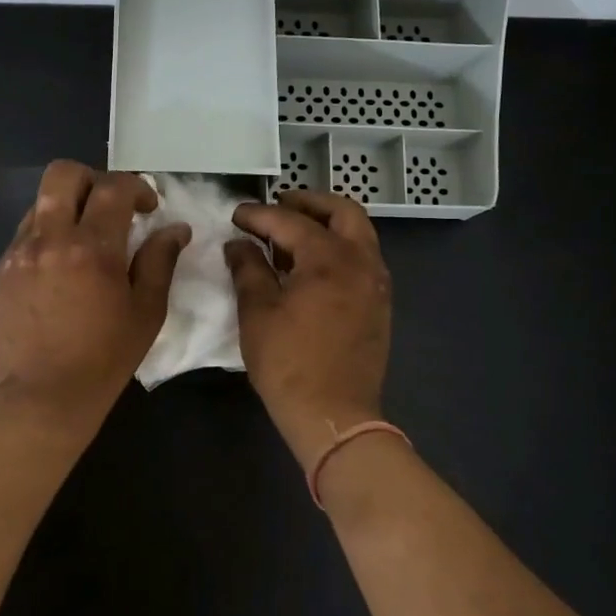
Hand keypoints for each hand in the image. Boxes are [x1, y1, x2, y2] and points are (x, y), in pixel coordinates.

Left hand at [0, 161, 188, 427]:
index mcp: (91, 248)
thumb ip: (160, 261)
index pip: (113, 188)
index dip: (136, 188)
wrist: (43, 397)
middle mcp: (49, 239)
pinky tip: (57, 277)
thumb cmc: (105, 357)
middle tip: (109, 208)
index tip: (147, 208)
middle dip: (91, 179)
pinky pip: (22, 240)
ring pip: (39, 205)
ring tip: (81, 246)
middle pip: (63, 175)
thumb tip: (175, 228)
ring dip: (65, 211)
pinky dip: (45, 242)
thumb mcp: (146, 311)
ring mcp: (17, 255)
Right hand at [225, 189, 391, 472]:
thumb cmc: (289, 363)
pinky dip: (340, 248)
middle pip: (343, 212)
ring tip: (293, 235)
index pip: (291, 222)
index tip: (236, 215)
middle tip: (279, 204)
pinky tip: (312, 266)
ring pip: (359, 234)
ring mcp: (376, 283)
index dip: (259, 215)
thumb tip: (239, 244)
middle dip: (309, 202)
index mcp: (330, 258)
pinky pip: (363, 259)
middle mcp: (362, 261)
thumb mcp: (257, 312)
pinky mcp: (379, 305)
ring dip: (328, 224)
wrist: (334, 414)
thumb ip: (248, 269)